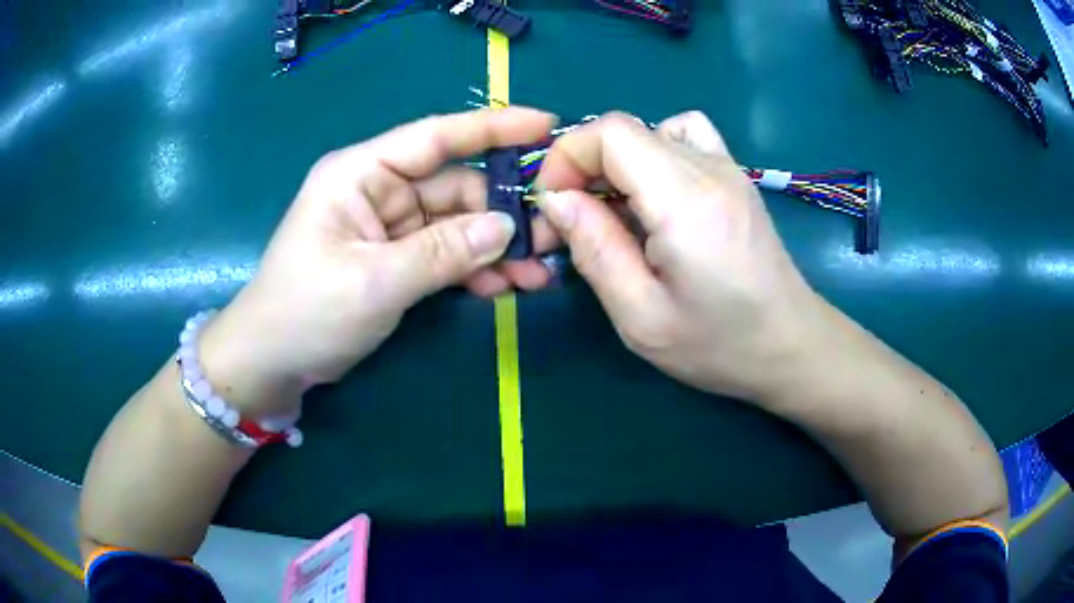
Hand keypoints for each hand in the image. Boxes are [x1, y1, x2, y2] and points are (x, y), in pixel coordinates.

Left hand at [198, 108, 557, 414]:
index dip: (493, 128)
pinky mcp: (397, 258)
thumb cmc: (306, 312)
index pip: (436, 137)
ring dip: (495, 248)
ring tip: (537, 275)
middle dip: (503, 212)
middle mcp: (379, 190)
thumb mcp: (373, 282)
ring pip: (457, 224)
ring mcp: (390, 226)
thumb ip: (441, 253)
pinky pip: (446, 254)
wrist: (274, 362)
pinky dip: (473, 269)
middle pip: (456, 187)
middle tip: (553, 237)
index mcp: (362, 173)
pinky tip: (504, 288)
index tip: (546, 126)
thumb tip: (506, 228)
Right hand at [535, 111, 822, 402]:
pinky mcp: (734, 175)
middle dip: (582, 169)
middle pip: (624, 130)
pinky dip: (653, 152)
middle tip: (571, 225)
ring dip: (615, 163)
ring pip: (650, 130)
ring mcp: (727, 166)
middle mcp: (709, 168)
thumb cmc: (719, 345)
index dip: (567, 157)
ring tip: (615, 211)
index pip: (610, 133)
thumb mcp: (641, 317)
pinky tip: (655, 194)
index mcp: (685, 200)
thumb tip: (555, 199)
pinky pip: (684, 135)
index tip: (553, 207)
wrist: (790, 345)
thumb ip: (594, 250)